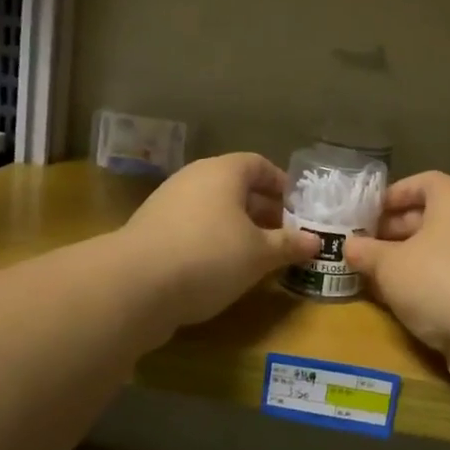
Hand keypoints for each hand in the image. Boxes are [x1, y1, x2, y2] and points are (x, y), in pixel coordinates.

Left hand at [117, 153, 318, 332]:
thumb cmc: (209, 256)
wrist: (134, 285)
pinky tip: (222, 270)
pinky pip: (192, 228)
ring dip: (237, 228)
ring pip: (213, 209)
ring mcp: (168, 204)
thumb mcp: (259, 254)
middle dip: (262, 210)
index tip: (298, 208)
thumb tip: (315, 241)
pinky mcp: (151, 232)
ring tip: (257, 256)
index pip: (258, 164)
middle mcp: (194, 179)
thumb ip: (288, 245)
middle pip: (235, 187)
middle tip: (284, 235)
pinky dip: (212, 242)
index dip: (281, 184)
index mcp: (223, 172)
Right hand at [344, 172, 449, 391]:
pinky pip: (448, 282)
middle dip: (395, 231)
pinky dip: (424, 288)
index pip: (427, 182)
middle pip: (430, 219)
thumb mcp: (390, 265)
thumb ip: (368, 253)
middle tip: (365, 247)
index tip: (370, 211)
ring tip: (375, 277)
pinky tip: (399, 305)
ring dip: (406, 263)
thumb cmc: (438, 280)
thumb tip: (350, 245)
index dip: (397, 192)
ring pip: (437, 254)